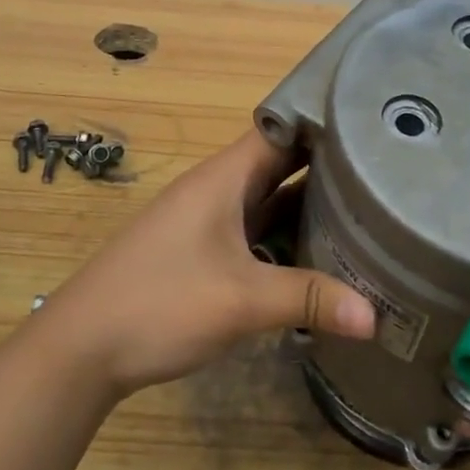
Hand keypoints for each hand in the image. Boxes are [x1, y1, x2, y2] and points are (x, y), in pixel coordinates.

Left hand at [40, 130, 377, 396]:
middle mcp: (215, 191)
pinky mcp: (200, 254)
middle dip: (327, 168)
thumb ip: (308, 300)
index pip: (280, 129)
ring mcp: (205, 223)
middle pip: (278, 166)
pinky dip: (284, 239)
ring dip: (306, 207)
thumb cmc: (160, 302)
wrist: (83, 346)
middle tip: (386, 173)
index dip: (323, 122)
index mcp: (222, 178)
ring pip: (266, 202)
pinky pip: (253, 233)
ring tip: (367, 211)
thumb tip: (376, 317)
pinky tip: (317, 258)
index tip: (373, 124)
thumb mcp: (241, 300)